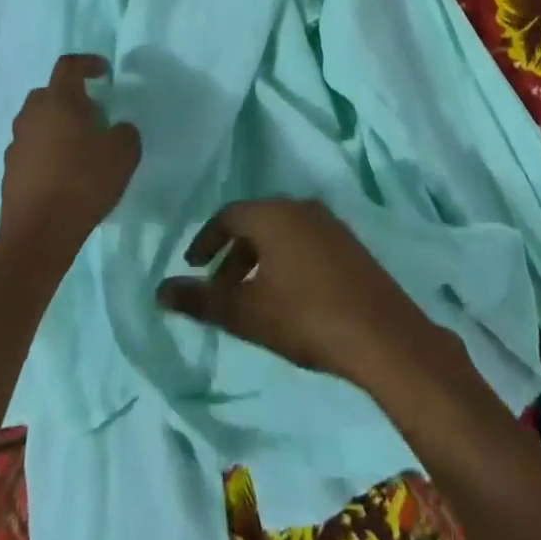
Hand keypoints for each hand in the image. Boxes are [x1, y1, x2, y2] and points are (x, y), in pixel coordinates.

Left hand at [0, 55, 140, 258]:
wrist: (39, 236)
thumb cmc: (83, 183)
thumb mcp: (124, 153)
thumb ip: (126, 132)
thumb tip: (118, 129)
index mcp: (58, 101)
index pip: (69, 66)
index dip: (88, 63)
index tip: (104, 73)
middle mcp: (31, 116)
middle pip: (48, 93)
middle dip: (70, 97)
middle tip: (92, 114)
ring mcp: (16, 145)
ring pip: (36, 122)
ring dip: (55, 126)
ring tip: (78, 146)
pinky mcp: (9, 172)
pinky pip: (30, 149)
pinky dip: (45, 152)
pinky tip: (62, 173)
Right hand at [156, 199, 439, 388]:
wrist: (379, 332)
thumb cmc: (304, 316)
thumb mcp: (245, 313)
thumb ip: (201, 301)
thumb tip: (160, 291)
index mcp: (273, 214)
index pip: (228, 215)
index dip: (206, 240)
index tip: (192, 266)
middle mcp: (300, 207)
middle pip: (255, 222)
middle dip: (232, 255)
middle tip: (219, 291)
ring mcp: (329, 223)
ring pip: (282, 233)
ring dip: (259, 260)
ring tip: (250, 299)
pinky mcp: (348, 243)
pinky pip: (305, 242)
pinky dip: (285, 261)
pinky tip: (287, 297)